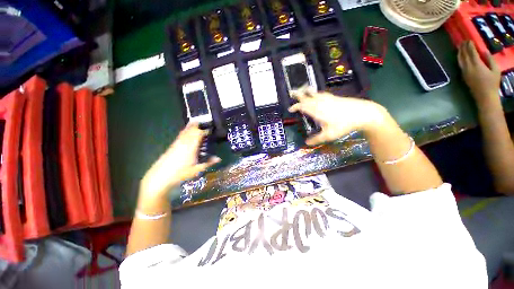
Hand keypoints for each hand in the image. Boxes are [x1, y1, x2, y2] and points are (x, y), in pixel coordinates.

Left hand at [139, 123, 219, 202]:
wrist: (161, 176)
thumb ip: (208, 162)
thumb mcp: (197, 169)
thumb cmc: (181, 173)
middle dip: (198, 126)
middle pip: (191, 130)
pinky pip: (181, 135)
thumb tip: (219, 158)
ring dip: (191, 126)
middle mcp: (184, 142)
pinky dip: (186, 131)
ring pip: (185, 131)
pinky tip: (187, 132)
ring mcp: (177, 143)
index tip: (211, 130)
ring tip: (197, 122)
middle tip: (205, 123)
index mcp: (191, 146)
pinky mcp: (172, 145)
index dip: (205, 131)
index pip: (199, 134)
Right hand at [288, 89, 386, 145]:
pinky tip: (317, 94)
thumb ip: (316, 139)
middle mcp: (320, 103)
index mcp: (317, 111)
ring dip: (306, 92)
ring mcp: (327, 99)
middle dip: (298, 95)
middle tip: (292, 92)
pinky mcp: (334, 97)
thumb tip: (306, 143)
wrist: (362, 113)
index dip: (295, 107)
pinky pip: (321, 94)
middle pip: (307, 97)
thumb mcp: (329, 135)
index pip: (303, 106)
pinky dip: (316, 93)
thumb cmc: (344, 125)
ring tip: (302, 90)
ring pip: (314, 93)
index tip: (290, 109)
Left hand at [458, 40, 500, 106]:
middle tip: (463, 41)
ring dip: (460, 52)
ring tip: (460, 46)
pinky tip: (461, 56)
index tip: (469, 39)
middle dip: (463, 47)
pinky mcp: (464, 76)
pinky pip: (460, 65)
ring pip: (460, 60)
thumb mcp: (496, 70)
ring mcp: (465, 72)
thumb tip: (485, 51)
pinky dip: (460, 59)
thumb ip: (490, 60)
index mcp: (477, 65)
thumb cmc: (492, 83)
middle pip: (464, 55)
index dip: (470, 45)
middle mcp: (468, 68)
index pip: (471, 52)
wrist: (484, 96)